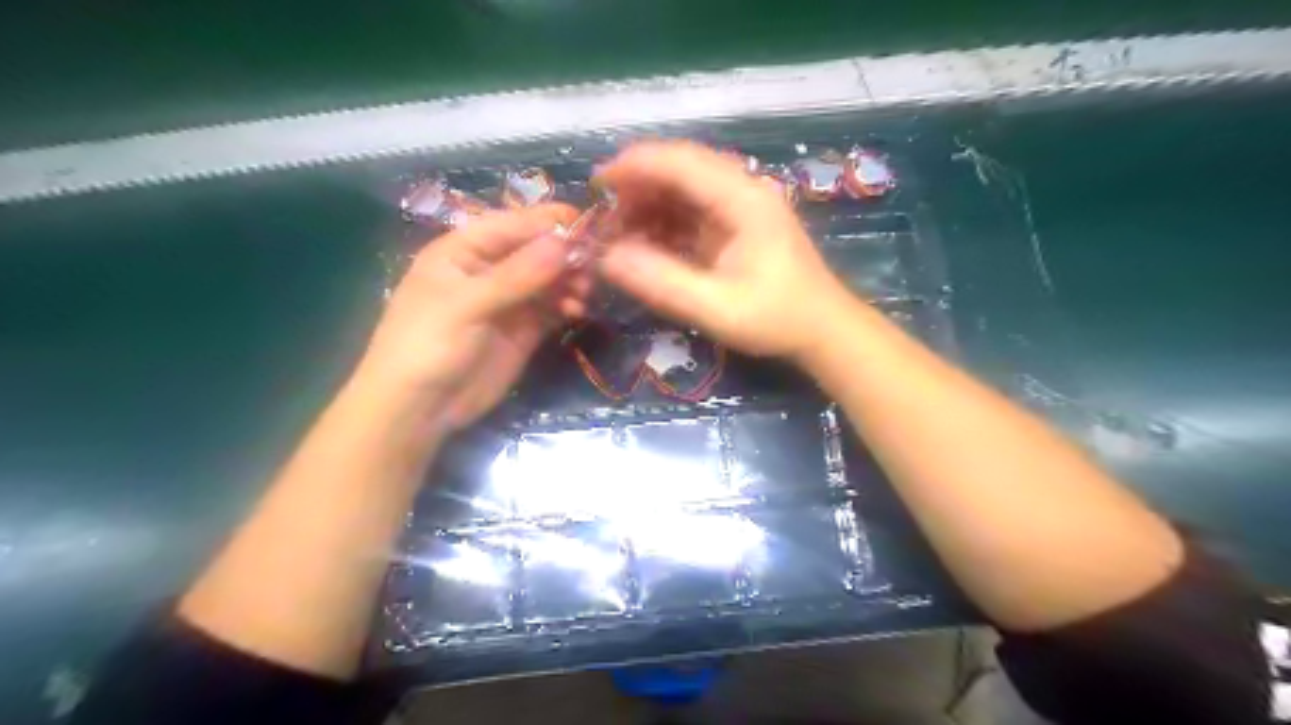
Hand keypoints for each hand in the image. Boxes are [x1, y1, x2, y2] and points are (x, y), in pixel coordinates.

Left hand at [359, 205, 589, 428]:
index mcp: (464, 250)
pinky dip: (567, 305)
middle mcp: (489, 269)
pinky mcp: (523, 328)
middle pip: (536, 249)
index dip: (550, 222)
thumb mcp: (466, 305)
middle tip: (592, 265)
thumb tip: (564, 243)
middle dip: (565, 253)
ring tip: (584, 292)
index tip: (589, 224)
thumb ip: (516, 275)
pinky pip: (551, 307)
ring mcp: (508, 300)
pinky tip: (576, 311)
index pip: (513, 224)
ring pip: (549, 278)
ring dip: (570, 280)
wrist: (419, 409)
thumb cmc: (428, 346)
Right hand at [597, 139, 853, 361]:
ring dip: (648, 205)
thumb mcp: (716, 309)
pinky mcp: (735, 225)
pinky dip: (663, 223)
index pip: (681, 161)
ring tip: (618, 236)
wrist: (824, 330)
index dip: (634, 166)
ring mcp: (740, 207)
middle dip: (636, 187)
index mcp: (743, 199)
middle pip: (680, 169)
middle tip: (603, 220)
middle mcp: (742, 191)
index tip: (595, 185)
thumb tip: (607, 257)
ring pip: (683, 189)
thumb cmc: (776, 319)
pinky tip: (644, 245)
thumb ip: (662, 283)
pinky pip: (691, 211)